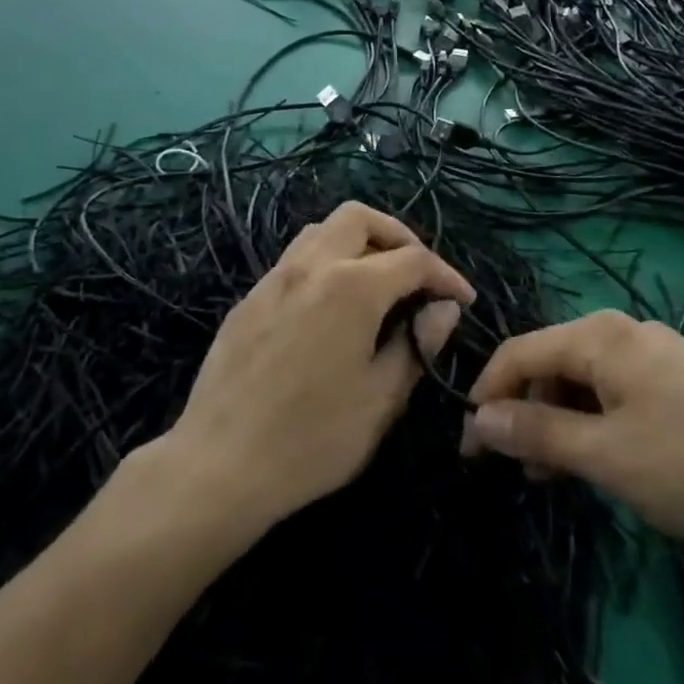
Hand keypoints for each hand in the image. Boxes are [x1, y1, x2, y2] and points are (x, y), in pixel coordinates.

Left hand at [163, 202, 474, 530]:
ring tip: (377, 285)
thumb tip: (442, 309)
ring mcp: (273, 279)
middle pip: (360, 218)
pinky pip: (294, 260)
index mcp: (352, 286)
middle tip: (418, 276)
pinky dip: (325, 264)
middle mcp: (311, 266)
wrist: (219, 464)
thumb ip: (417, 344)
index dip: (445, 275)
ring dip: (357, 244)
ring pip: (321, 231)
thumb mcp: (381, 398)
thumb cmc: (313, 438)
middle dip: (398, 237)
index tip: (463, 300)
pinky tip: (331, 308)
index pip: (413, 259)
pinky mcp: (249, 300)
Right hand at [461, 311, 683, 548]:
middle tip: (517, 471)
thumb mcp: (605, 455)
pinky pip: (618, 392)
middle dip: (525, 411)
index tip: (469, 448)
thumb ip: (537, 432)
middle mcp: (625, 331)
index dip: (486, 395)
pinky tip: (605, 460)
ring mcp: (659, 354)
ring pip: (585, 380)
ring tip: (558, 476)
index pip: (519, 352)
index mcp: (600, 336)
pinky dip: (596, 423)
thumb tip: (478, 419)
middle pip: (551, 363)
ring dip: (560, 422)